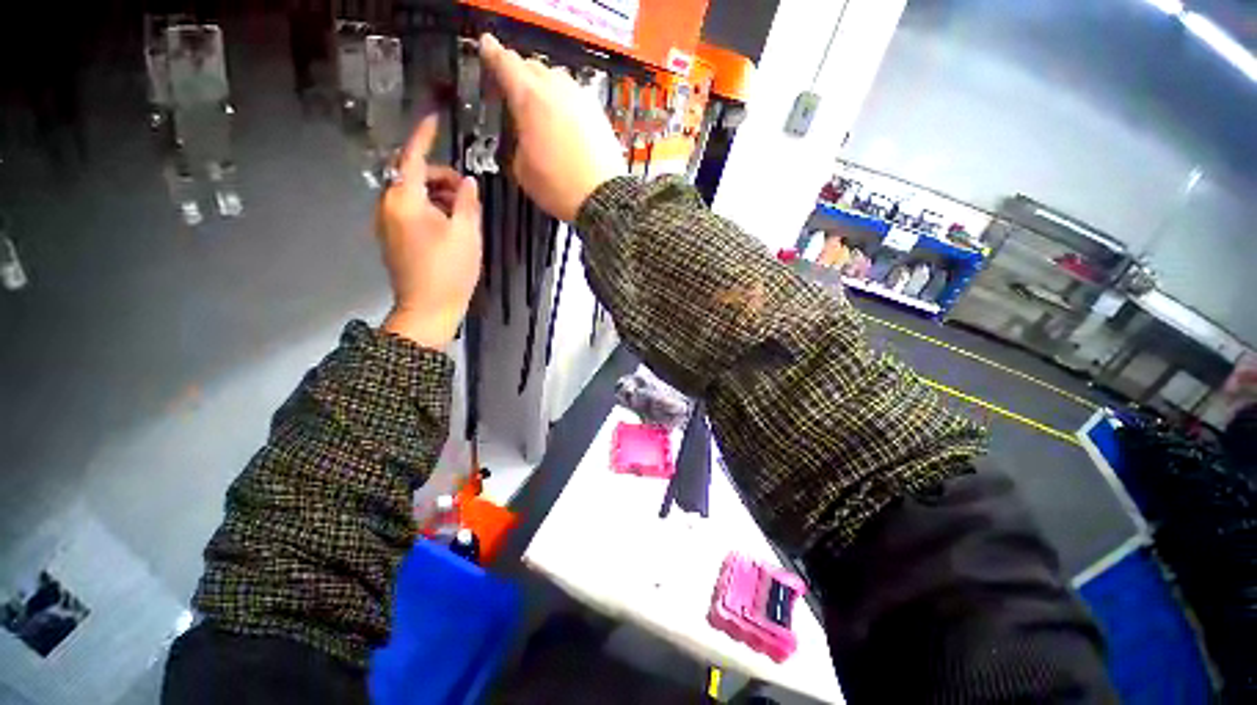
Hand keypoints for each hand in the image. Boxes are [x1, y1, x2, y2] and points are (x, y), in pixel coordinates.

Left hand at [378, 115, 481, 347]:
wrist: (429, 309)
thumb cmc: (450, 271)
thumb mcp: (467, 234)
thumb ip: (467, 202)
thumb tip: (467, 182)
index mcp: (405, 201)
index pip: (413, 158)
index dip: (425, 137)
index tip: (434, 119)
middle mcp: (388, 206)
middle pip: (413, 177)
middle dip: (440, 178)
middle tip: (467, 194)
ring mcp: (387, 223)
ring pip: (413, 195)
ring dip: (437, 196)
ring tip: (462, 215)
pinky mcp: (392, 237)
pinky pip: (410, 211)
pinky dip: (429, 210)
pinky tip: (449, 227)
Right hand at [480, 33, 625, 222]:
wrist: (603, 197)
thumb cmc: (560, 186)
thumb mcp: (522, 169)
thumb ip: (518, 142)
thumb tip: (524, 138)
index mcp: (529, 99)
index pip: (505, 63)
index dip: (493, 52)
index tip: (488, 45)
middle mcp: (556, 90)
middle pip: (533, 66)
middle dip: (520, 73)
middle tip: (514, 88)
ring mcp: (581, 99)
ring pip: (557, 79)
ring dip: (545, 87)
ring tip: (541, 108)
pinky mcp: (598, 113)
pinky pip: (576, 97)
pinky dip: (566, 103)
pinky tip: (565, 122)